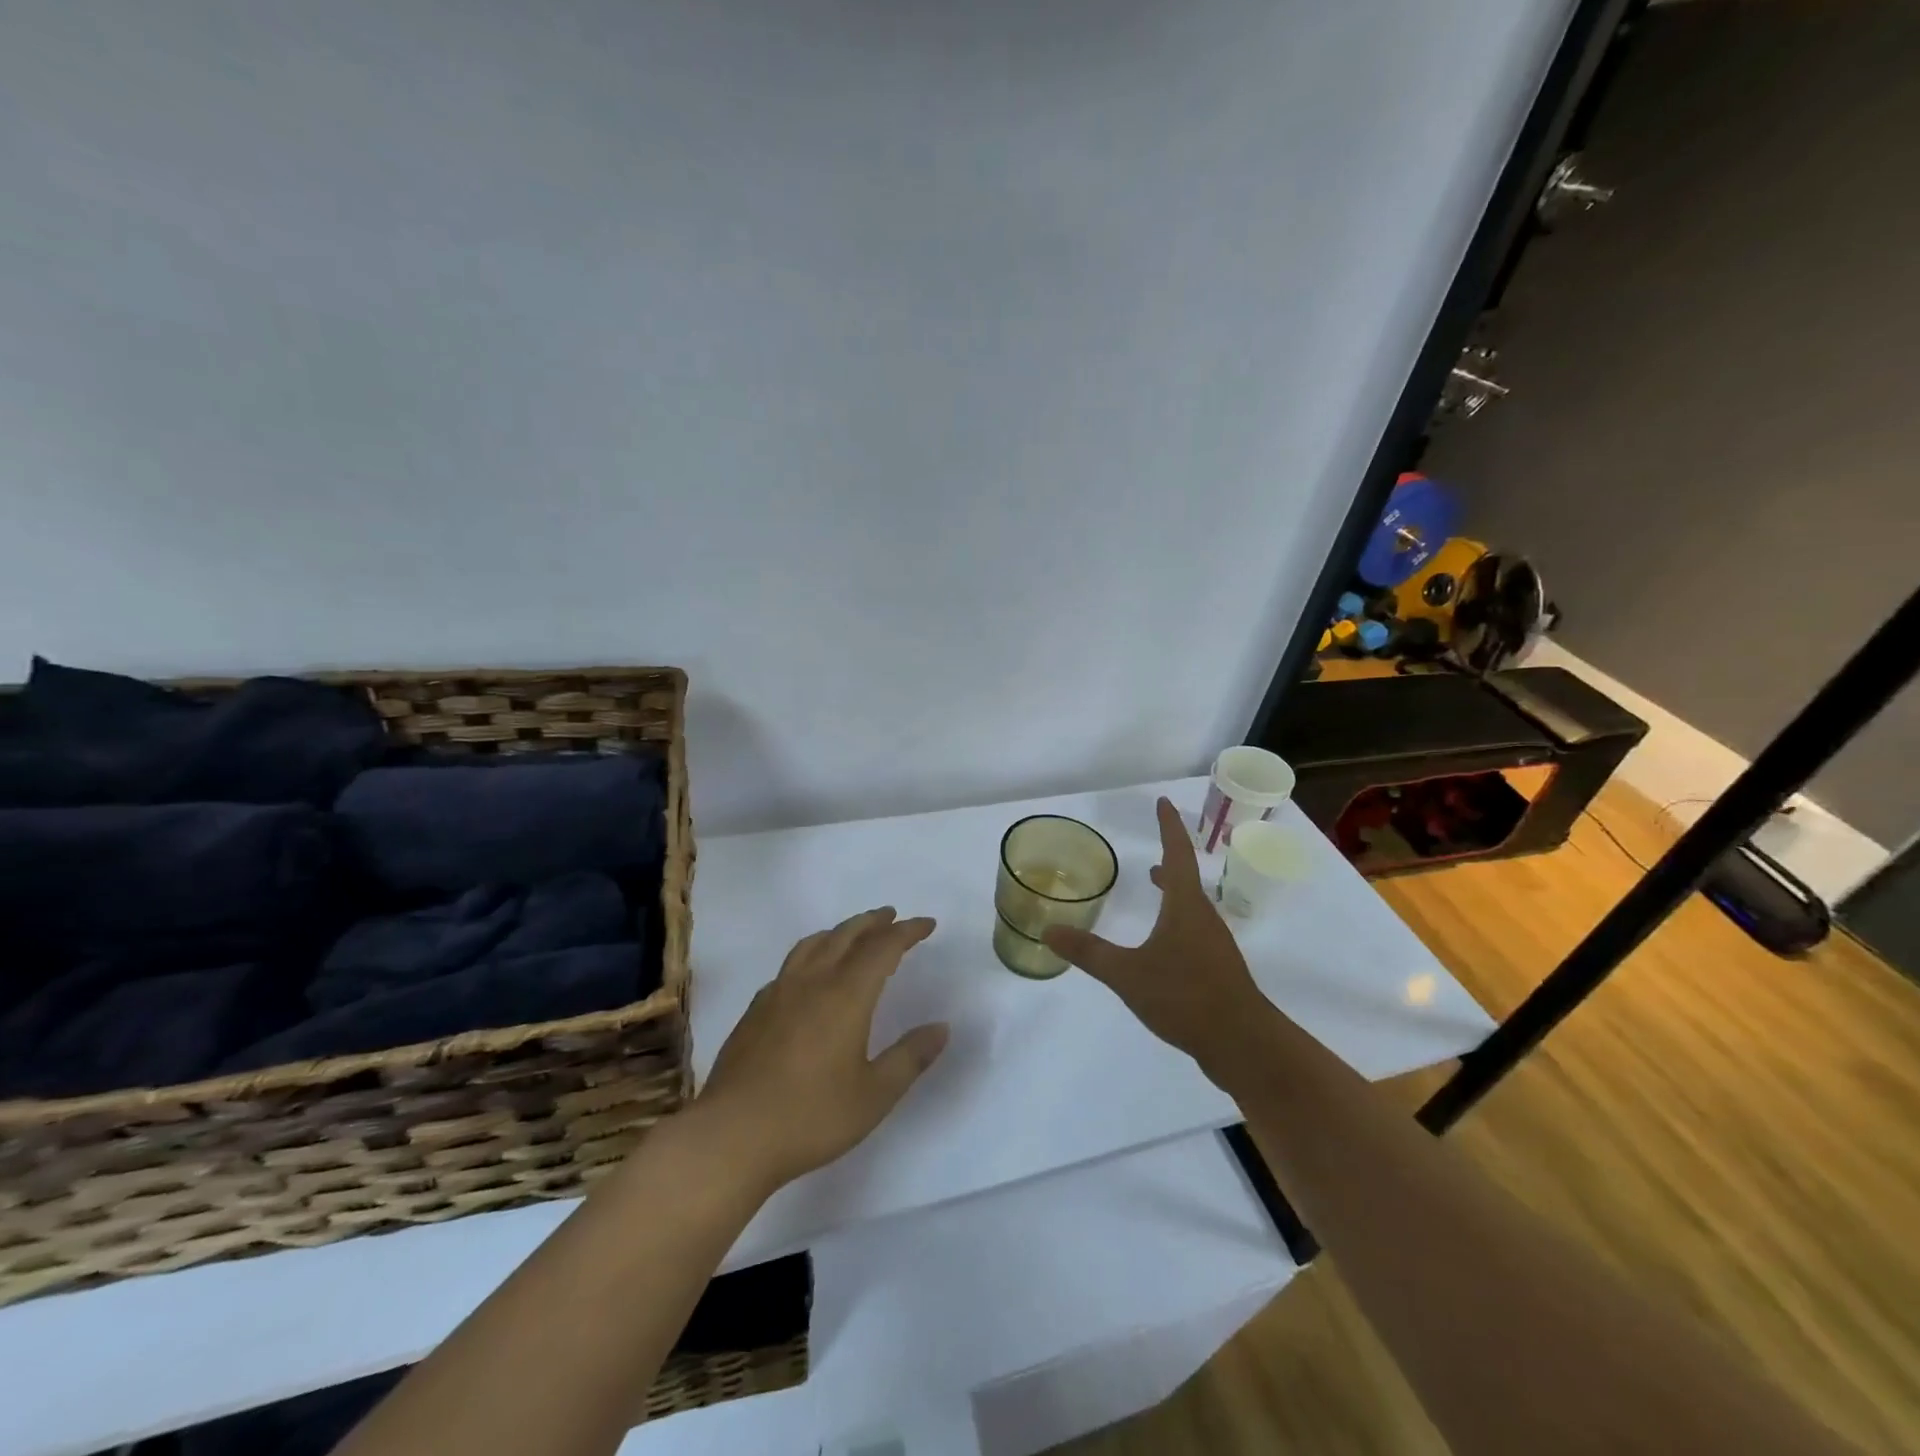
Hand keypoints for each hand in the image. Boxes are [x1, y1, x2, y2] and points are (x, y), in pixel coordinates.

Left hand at [697, 907, 948, 1192]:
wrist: (732, 1135)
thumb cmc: (811, 1116)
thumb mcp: (874, 1095)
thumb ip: (910, 1057)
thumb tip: (941, 1027)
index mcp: (846, 995)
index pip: (882, 947)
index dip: (907, 932)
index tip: (927, 924)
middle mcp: (812, 982)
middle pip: (846, 935)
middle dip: (873, 922)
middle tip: (892, 917)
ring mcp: (778, 993)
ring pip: (813, 944)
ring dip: (840, 932)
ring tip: (853, 934)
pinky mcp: (755, 1010)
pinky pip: (790, 964)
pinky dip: (812, 953)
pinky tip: (810, 974)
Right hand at [1043, 796, 1270, 1067]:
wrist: (1242, 1043)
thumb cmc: (1185, 997)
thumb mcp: (1127, 973)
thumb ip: (1088, 952)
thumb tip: (1048, 931)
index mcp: (1186, 907)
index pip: (1177, 853)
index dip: (1168, 827)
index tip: (1162, 802)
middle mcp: (1204, 918)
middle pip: (1187, 880)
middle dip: (1171, 862)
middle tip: (1152, 857)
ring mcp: (1215, 945)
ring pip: (1192, 907)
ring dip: (1175, 893)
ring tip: (1156, 889)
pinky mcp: (1218, 970)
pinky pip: (1194, 931)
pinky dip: (1177, 921)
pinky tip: (1164, 945)